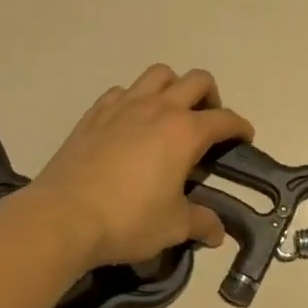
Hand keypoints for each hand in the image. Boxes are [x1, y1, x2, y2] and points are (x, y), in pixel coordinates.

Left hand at [30, 65, 253, 267]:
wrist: (63, 217)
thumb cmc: (128, 220)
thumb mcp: (173, 226)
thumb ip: (201, 222)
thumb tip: (217, 232)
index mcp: (185, 132)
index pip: (225, 119)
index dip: (240, 127)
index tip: (244, 138)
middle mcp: (159, 108)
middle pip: (197, 80)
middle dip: (211, 96)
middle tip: (207, 123)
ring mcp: (123, 106)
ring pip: (158, 74)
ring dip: (172, 87)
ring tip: (170, 114)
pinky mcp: (95, 113)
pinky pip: (122, 91)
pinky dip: (134, 99)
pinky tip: (130, 123)